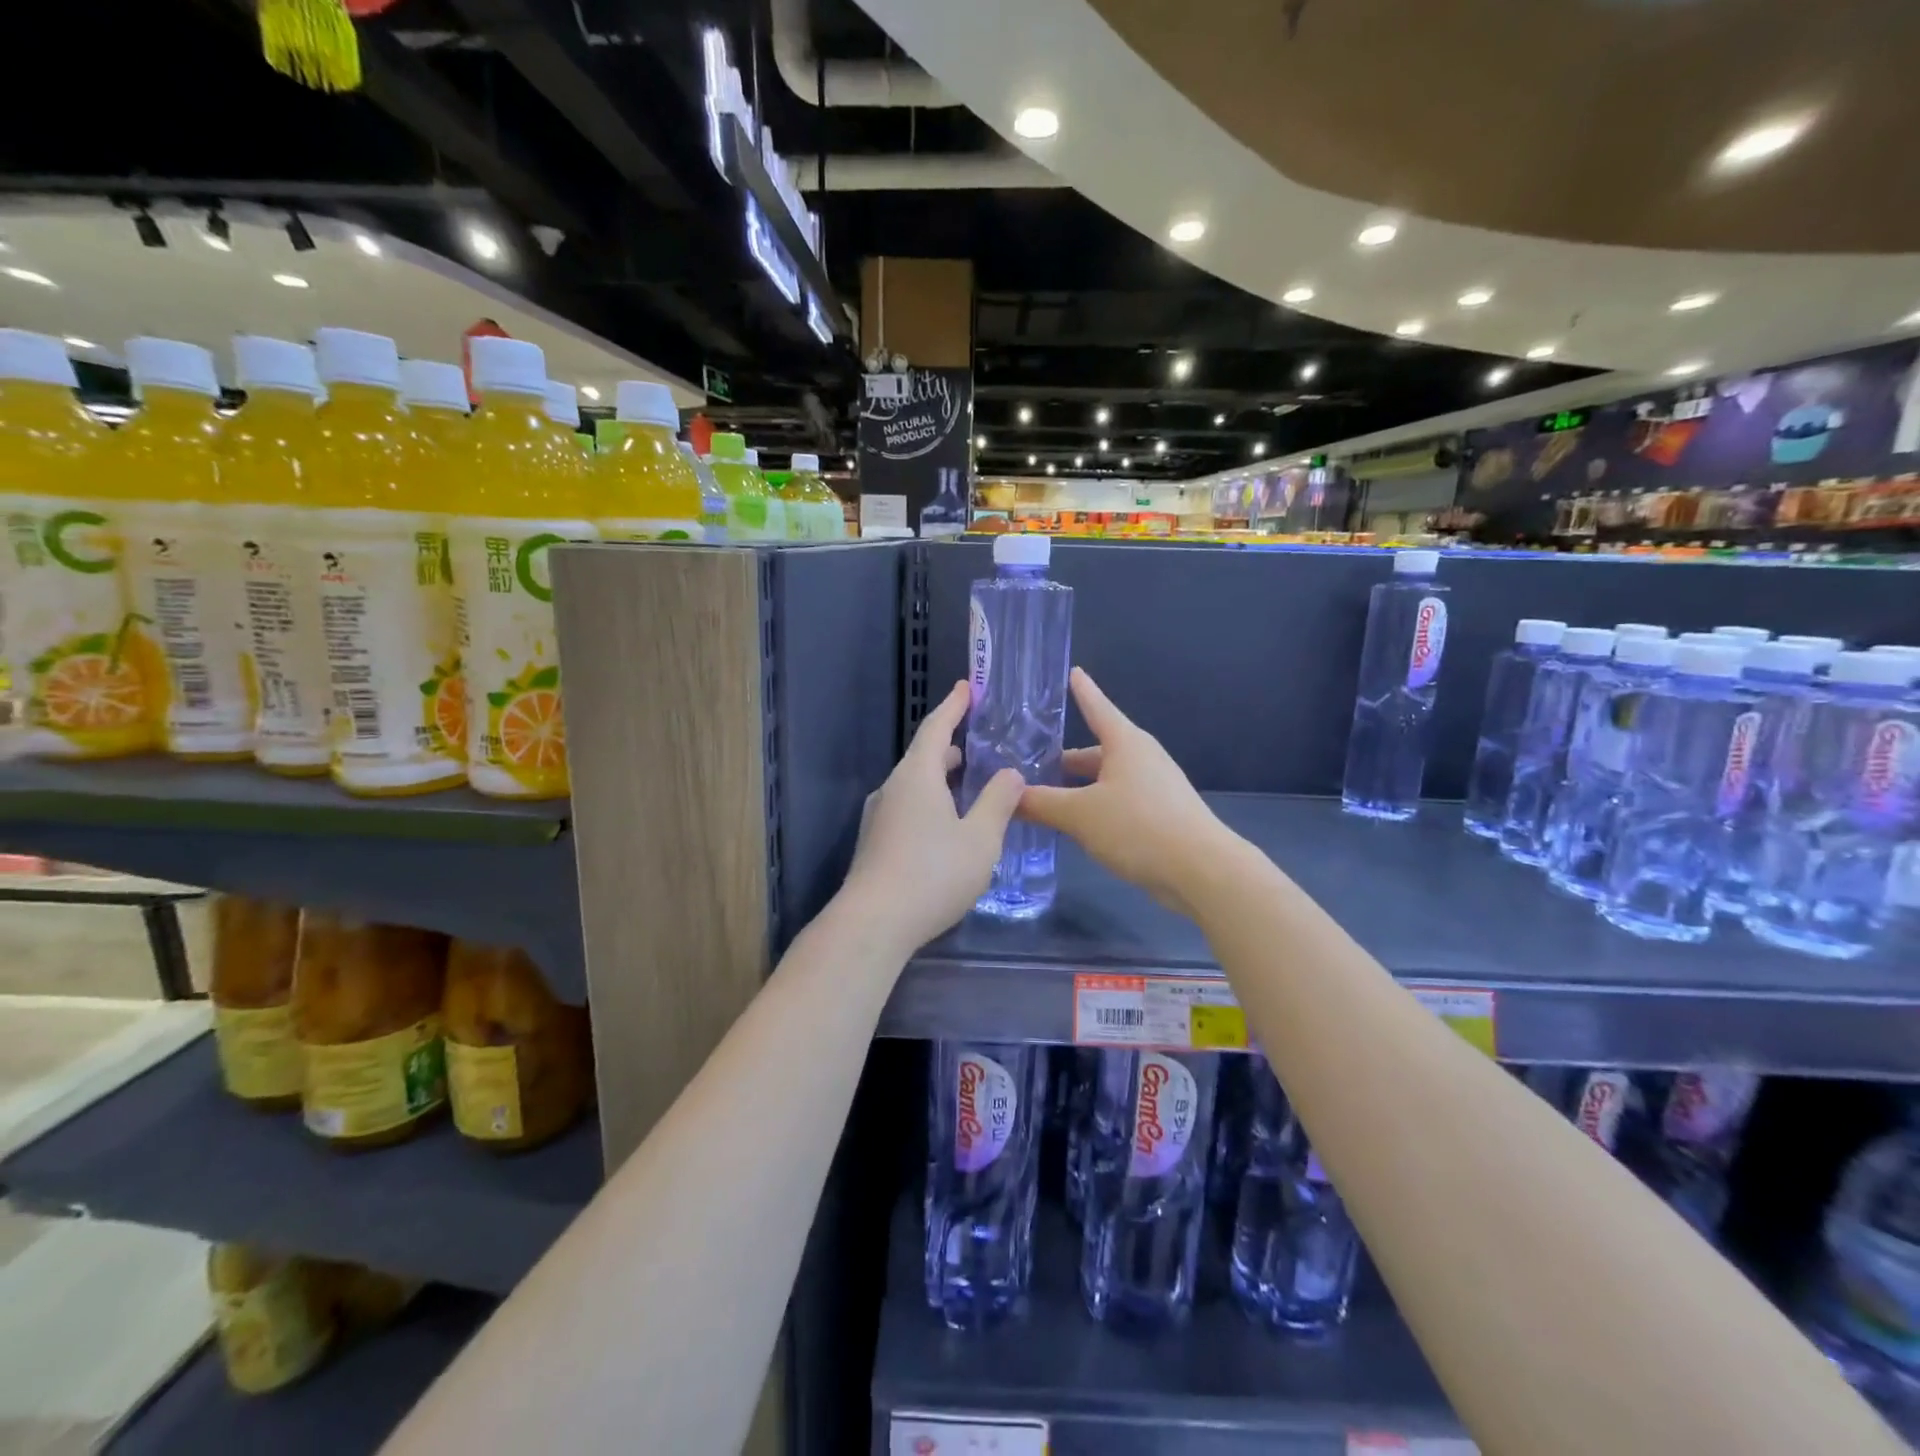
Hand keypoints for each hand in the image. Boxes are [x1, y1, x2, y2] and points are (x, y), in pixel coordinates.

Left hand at [839, 680, 1024, 954]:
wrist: (874, 923)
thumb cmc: (933, 874)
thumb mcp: (980, 838)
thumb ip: (998, 802)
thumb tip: (1010, 773)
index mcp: (917, 776)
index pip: (936, 728)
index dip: (953, 706)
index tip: (967, 688)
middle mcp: (893, 788)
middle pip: (923, 757)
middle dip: (951, 749)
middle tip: (978, 748)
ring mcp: (878, 816)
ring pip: (914, 785)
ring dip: (941, 780)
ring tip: (968, 788)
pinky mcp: (875, 842)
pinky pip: (907, 808)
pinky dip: (930, 803)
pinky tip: (947, 828)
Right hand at [1019, 668, 1229, 915]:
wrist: (1202, 871)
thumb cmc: (1138, 827)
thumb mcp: (1080, 815)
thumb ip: (1040, 803)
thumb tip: (1007, 796)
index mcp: (1125, 743)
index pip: (1097, 707)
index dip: (1082, 691)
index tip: (1073, 671)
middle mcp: (1142, 758)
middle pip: (1096, 751)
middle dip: (1064, 760)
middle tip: (1029, 767)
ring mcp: (1155, 787)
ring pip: (1106, 779)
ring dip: (1077, 788)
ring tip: (1044, 800)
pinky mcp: (1161, 815)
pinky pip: (1118, 801)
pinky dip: (1094, 807)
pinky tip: (1076, 827)